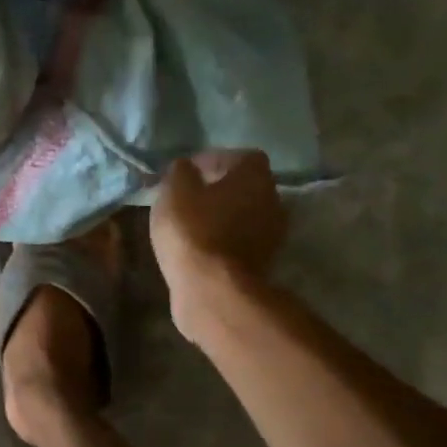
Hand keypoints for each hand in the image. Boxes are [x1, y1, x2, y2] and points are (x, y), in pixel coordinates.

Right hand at [151, 151, 287, 341]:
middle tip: (189, 197)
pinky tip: (200, 247)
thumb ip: (180, 172)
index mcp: (255, 175)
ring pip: (244, 214)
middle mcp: (272, 199)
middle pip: (245, 186)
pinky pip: (240, 240)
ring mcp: (271, 233)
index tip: (187, 173)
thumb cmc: (192, 231)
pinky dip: (223, 240)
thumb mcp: (173, 192)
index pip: (239, 157)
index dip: (212, 161)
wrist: (212, 289)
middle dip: (219, 189)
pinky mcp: (262, 262)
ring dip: (222, 216)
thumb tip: (185, 166)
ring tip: (191, 224)